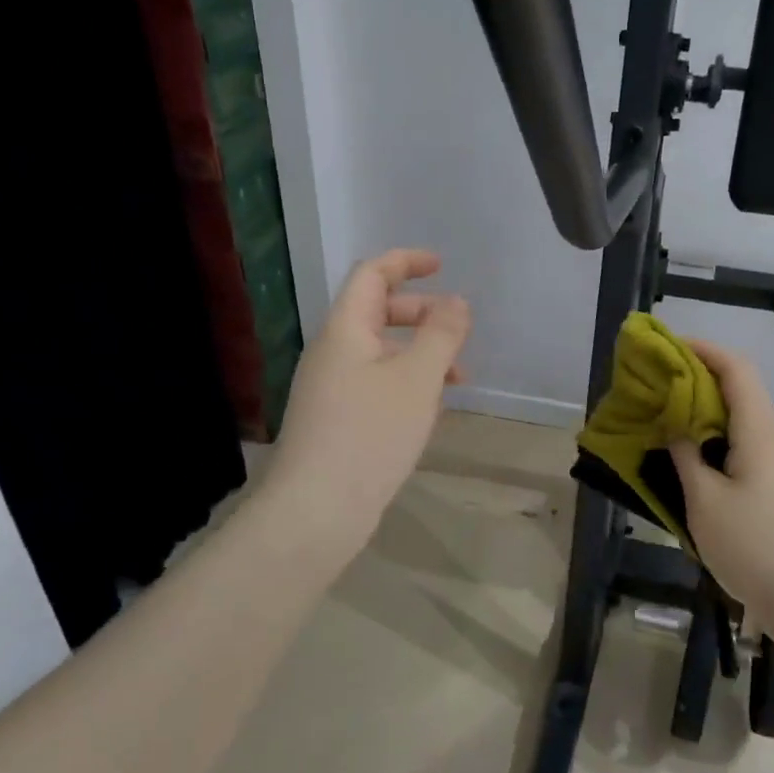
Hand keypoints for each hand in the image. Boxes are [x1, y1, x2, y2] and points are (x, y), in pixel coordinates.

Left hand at [265, 249, 471, 554]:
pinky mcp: (337, 420)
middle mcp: (333, 352)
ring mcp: (331, 388)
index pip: (372, 275)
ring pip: (381, 352)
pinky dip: (407, 382)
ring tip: (457, 379)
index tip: (441, 265)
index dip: (406, 262)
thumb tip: (456, 302)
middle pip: (377, 311)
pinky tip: (429, 410)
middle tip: (457, 330)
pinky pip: (376, 383)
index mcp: (346, 330)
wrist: (316, 511)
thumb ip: (441, 334)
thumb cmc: (370, 433)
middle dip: (421, 313)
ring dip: (419, 353)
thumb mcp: (418, 378)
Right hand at [670, 338, 773, 619]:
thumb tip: (677, 426)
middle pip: (742, 393)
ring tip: (673, 430)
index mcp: (762, 431)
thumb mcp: (704, 502)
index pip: (736, 369)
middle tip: (660, 392)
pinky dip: (725, 444)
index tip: (670, 348)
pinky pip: (755, 449)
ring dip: (711, 419)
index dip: (704, 350)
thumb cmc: (754, 548)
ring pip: (748, 424)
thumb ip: (686, 456)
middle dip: (701, 385)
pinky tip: (702, 469)